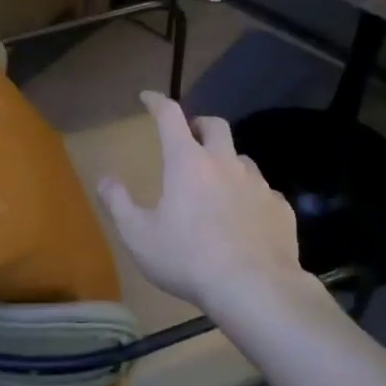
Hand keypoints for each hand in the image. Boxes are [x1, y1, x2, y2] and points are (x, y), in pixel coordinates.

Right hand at [98, 92, 312, 319]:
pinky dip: (248, 194)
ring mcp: (257, 183)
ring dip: (226, 160)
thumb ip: (119, 203)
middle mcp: (225, 163)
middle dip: (199, 124)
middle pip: (215, 125)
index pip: (170, 116)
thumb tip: (105, 178)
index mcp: (188, 162)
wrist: (255, 288)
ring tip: (216, 182)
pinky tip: (243, 216)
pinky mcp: (280, 207)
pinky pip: (262, 191)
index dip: (157, 102)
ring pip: (241, 158)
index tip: (148, 97)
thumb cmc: (188, 259)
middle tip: (189, 136)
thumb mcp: (139, 236)